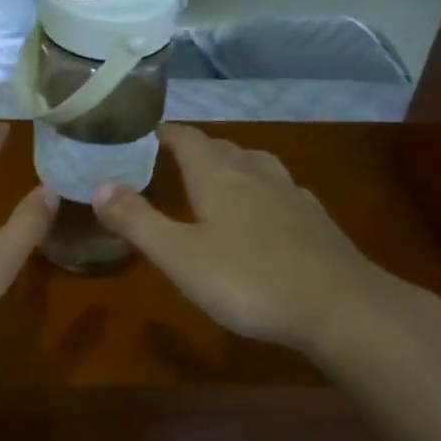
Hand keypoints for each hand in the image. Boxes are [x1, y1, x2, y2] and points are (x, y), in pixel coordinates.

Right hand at [91, 125, 406, 352]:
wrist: (341, 307)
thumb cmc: (248, 279)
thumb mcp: (178, 255)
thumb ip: (137, 220)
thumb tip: (98, 185)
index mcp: (218, 176)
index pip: (187, 138)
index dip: (166, 133)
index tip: (148, 132)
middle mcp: (255, 173)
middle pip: (223, 147)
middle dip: (197, 149)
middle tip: (174, 161)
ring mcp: (291, 194)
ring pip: (256, 165)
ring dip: (233, 165)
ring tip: (219, 180)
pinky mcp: (316, 220)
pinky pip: (280, 190)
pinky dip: (261, 191)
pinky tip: (264, 215)